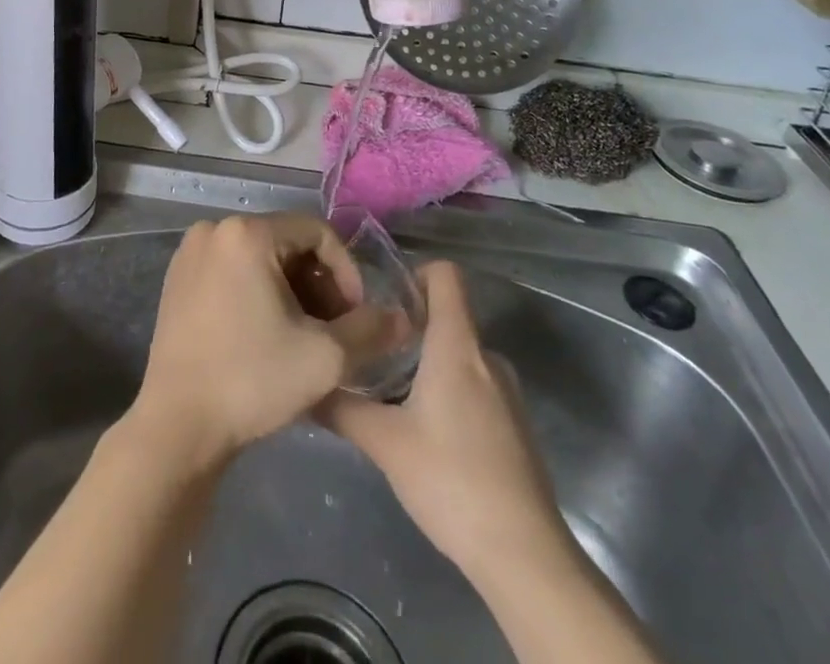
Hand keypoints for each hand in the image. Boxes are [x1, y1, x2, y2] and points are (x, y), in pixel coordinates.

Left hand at [130, 214, 366, 467]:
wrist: (177, 426)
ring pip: (260, 257)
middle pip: (287, 243)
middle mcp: (215, 229)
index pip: (317, 231)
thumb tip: (402, 318)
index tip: (356, 315)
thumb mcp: (325, 357)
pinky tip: (267, 334)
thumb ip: (371, 330)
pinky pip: (232, 269)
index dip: (346, 271)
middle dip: (318, 283)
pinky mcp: (178, 278)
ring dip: (291, 290)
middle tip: (333, 329)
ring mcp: (191, 252)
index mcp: (247, 233)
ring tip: (304, 335)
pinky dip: (258, 292)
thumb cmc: (252, 381)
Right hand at [318, 261, 577, 590]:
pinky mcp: (514, 425)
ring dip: (428, 362)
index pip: (445, 274)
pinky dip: (448, 391)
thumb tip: (305, 385)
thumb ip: (342, 408)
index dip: (414, 273)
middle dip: (410, 325)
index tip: (383, 299)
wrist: (524, 555)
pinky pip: (475, 385)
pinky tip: (425, 430)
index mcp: (457, 345)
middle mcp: (486, 357)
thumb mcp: (384, 443)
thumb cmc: (451, 480)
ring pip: (459, 354)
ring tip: (391, 392)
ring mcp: (507, 392)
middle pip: (448, 315)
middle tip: (372, 350)